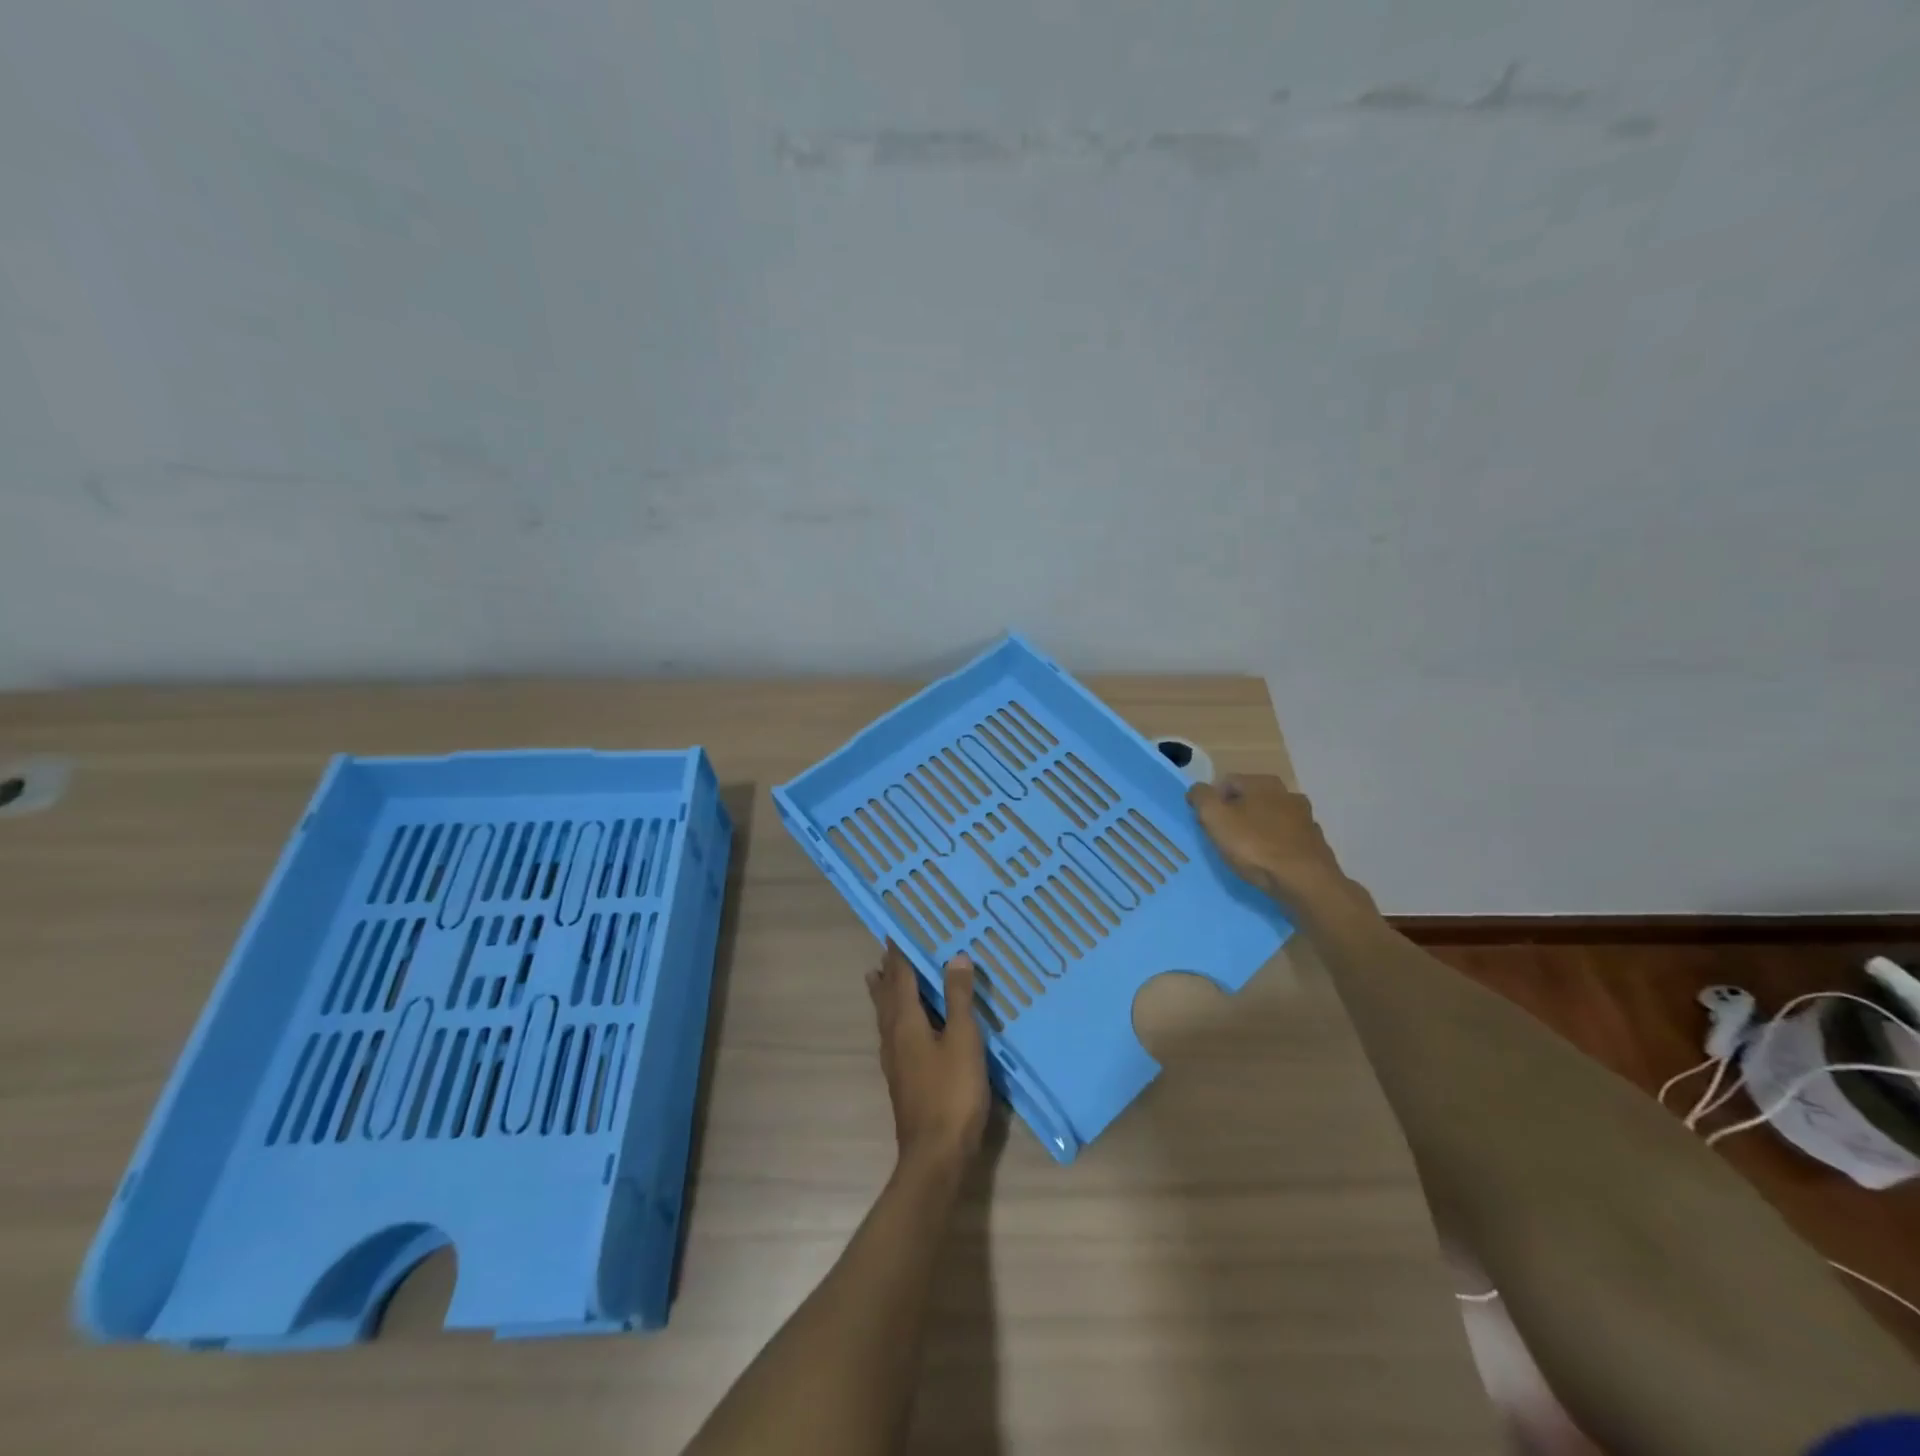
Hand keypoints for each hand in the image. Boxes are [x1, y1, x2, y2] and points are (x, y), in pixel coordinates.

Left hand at [866, 942, 988, 1174]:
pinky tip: (903, 1026)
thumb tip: (955, 957)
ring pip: (885, 1016)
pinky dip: (895, 1015)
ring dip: (884, 993)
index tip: (895, 931)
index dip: (899, 953)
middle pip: (886, 995)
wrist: (936, 1155)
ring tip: (880, 977)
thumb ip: (959, 998)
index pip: (899, 976)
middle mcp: (893, 1035)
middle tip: (887, 950)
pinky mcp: (902, 1077)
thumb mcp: (964, 1039)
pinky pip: (893, 1032)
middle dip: (887, 971)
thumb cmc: (952, 1092)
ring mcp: (895, 1059)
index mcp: (905, 1021)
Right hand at [1187, 774, 1370, 916]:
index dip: (1212, 801)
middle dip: (1236, 814)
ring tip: (1246, 853)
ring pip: (1271, 819)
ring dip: (1257, 829)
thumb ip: (1201, 798)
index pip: (1227, 782)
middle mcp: (1288, 793)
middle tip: (1224, 838)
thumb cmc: (1255, 846)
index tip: (1206, 823)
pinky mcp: (1315, 843)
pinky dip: (1276, 846)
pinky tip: (1269, 863)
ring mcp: (1306, 818)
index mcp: (1263, 783)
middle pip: (1251, 799)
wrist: (1305, 882)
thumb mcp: (1215, 818)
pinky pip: (1286, 839)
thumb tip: (1198, 790)